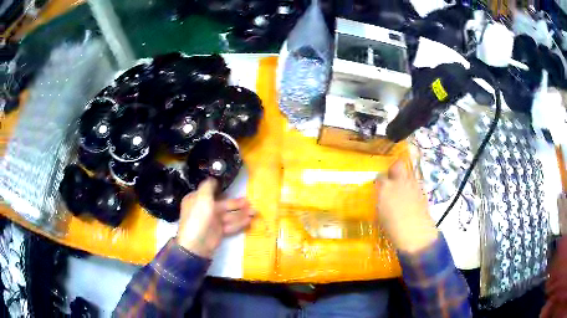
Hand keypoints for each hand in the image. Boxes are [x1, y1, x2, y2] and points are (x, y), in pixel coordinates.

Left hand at [177, 178, 255, 257]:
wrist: (196, 245)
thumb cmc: (198, 218)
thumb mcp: (202, 198)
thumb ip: (208, 186)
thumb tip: (213, 178)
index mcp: (198, 200)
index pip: (211, 193)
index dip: (223, 191)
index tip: (235, 189)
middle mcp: (205, 209)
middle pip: (223, 204)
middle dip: (237, 204)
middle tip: (250, 202)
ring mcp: (212, 221)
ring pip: (229, 215)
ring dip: (241, 213)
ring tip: (254, 212)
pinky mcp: (218, 232)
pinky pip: (230, 225)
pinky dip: (239, 223)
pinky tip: (249, 221)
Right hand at [375, 160, 437, 253]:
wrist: (415, 234)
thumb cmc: (393, 228)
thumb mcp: (381, 214)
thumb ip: (381, 200)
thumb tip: (382, 196)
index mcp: (386, 187)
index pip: (380, 177)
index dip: (379, 181)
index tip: (378, 186)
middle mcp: (400, 182)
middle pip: (398, 166)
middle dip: (394, 169)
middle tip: (391, 178)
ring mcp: (413, 185)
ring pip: (408, 174)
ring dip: (404, 179)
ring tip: (401, 190)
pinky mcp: (423, 192)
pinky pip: (415, 185)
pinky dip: (412, 189)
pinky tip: (410, 199)